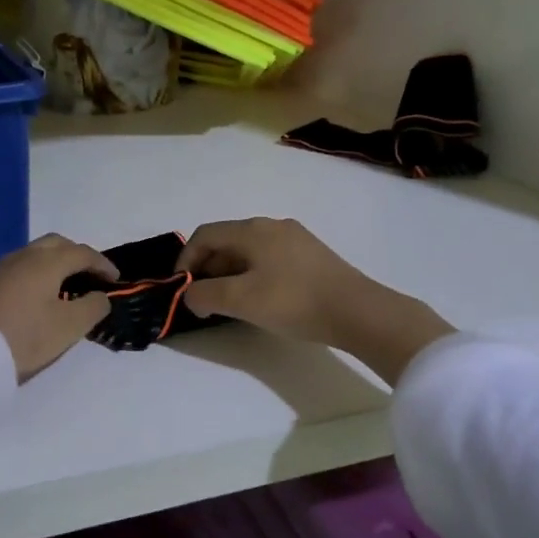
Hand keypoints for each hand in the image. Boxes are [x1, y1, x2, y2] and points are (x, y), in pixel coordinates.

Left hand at [0, 234, 117, 380]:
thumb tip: (100, 295)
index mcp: (46, 261)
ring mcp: (1, 268)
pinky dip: (38, 274)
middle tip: (91, 278)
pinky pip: (21, 268)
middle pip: (57, 244)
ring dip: (56, 264)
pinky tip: (40, 297)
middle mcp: (23, 256)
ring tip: (67, 288)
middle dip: (78, 256)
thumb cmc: (25, 337)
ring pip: (36, 254)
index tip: (116, 280)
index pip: (82, 253)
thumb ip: (92, 307)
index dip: (103, 264)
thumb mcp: (69, 327)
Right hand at [176, 218, 453, 383]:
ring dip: (229, 275)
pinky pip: (268, 259)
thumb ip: (204, 295)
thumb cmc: (294, 301)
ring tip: (228, 304)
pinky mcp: (311, 256)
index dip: (185, 260)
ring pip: (247, 252)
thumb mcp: (241, 300)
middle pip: (226, 242)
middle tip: (202, 301)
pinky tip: (259, 300)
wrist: (358, 312)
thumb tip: (190, 294)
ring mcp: (294, 239)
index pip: (204, 236)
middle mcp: (271, 225)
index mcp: (252, 230)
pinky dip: (252, 276)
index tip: (180, 289)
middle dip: (207, 270)